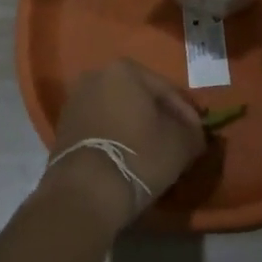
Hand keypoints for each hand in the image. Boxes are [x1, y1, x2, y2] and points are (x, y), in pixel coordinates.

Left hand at [43, 58, 207, 228]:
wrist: (85, 192)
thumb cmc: (138, 156)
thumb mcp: (180, 144)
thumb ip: (193, 132)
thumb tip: (195, 134)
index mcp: (125, 69)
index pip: (167, 90)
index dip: (187, 114)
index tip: (198, 136)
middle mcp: (96, 75)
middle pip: (140, 98)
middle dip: (160, 118)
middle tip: (177, 142)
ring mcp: (76, 100)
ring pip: (119, 112)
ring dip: (137, 128)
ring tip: (153, 153)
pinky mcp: (63, 127)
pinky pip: (101, 127)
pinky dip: (117, 138)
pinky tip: (129, 159)